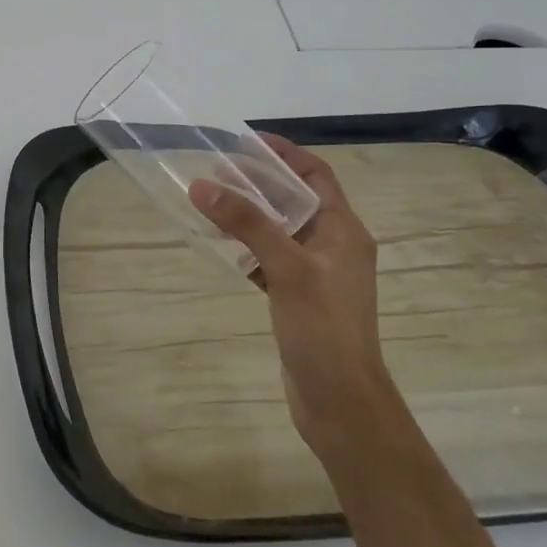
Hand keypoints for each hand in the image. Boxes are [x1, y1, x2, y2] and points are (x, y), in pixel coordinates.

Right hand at [190, 135, 390, 451]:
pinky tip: (220, 245)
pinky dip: (247, 248)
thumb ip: (247, 224)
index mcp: (344, 230)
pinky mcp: (299, 298)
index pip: (315, 175)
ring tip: (210, 200)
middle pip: (294, 199)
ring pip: (279, 230)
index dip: (284, 154)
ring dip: (249, 214)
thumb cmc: (323, 329)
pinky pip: (270, 259)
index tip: (244, 142)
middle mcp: (334, 245)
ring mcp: (316, 273)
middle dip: (258, 182)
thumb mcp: (286, 268)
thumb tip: (203, 184)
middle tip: (216, 170)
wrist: (340, 403)